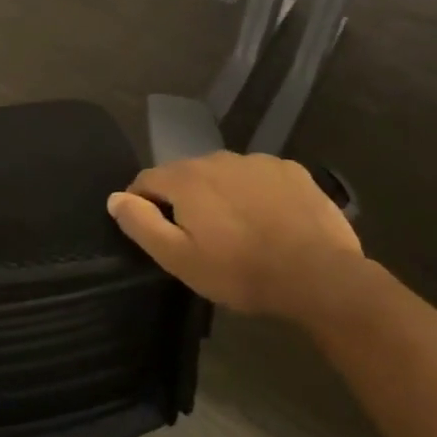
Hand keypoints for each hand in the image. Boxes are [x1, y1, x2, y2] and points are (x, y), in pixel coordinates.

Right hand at [107, 152, 364, 320]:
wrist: (321, 277)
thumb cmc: (241, 271)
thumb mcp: (180, 259)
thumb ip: (141, 223)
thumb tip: (115, 198)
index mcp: (185, 178)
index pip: (146, 180)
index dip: (143, 204)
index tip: (156, 232)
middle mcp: (216, 158)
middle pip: (186, 175)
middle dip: (185, 200)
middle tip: (200, 238)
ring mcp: (257, 161)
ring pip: (224, 175)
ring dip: (221, 195)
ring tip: (238, 231)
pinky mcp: (291, 171)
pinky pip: (259, 178)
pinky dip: (256, 194)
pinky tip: (270, 222)